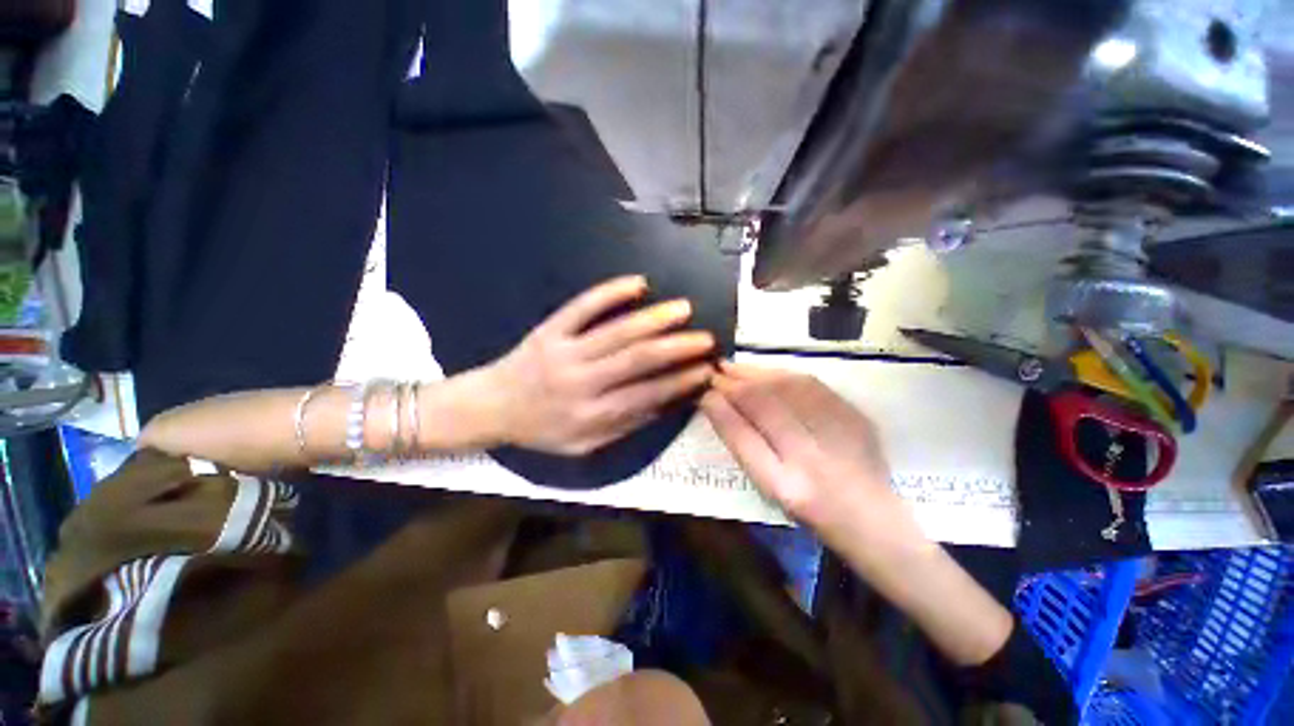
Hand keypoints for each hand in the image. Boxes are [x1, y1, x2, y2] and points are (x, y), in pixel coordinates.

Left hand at [483, 276, 715, 454]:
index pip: (646, 395)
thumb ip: (623, 426)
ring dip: (654, 319)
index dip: (680, 382)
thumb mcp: (581, 445)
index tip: (706, 370)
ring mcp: (565, 351)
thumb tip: (664, 406)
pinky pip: (582, 307)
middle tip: (705, 338)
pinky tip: (637, 283)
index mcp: (590, 414)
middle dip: (677, 348)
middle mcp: (581, 382)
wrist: (490, 407)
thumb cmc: (540, 429)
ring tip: (683, 309)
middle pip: (636, 360)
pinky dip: (610, 292)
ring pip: (616, 331)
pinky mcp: (551, 329)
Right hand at [704, 363, 1015, 666]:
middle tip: (716, 371)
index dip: (720, 405)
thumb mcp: (769, 487)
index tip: (704, 390)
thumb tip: (713, 403)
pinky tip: (769, 372)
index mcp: (786, 485)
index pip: (741, 433)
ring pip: (788, 388)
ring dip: (756, 372)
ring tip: (736, 367)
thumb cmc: (810, 511)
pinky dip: (784, 373)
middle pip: (764, 404)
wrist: (873, 519)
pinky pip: (813, 386)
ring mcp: (838, 436)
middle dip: (734, 381)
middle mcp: (812, 459)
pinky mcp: (858, 419)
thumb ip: (741, 442)